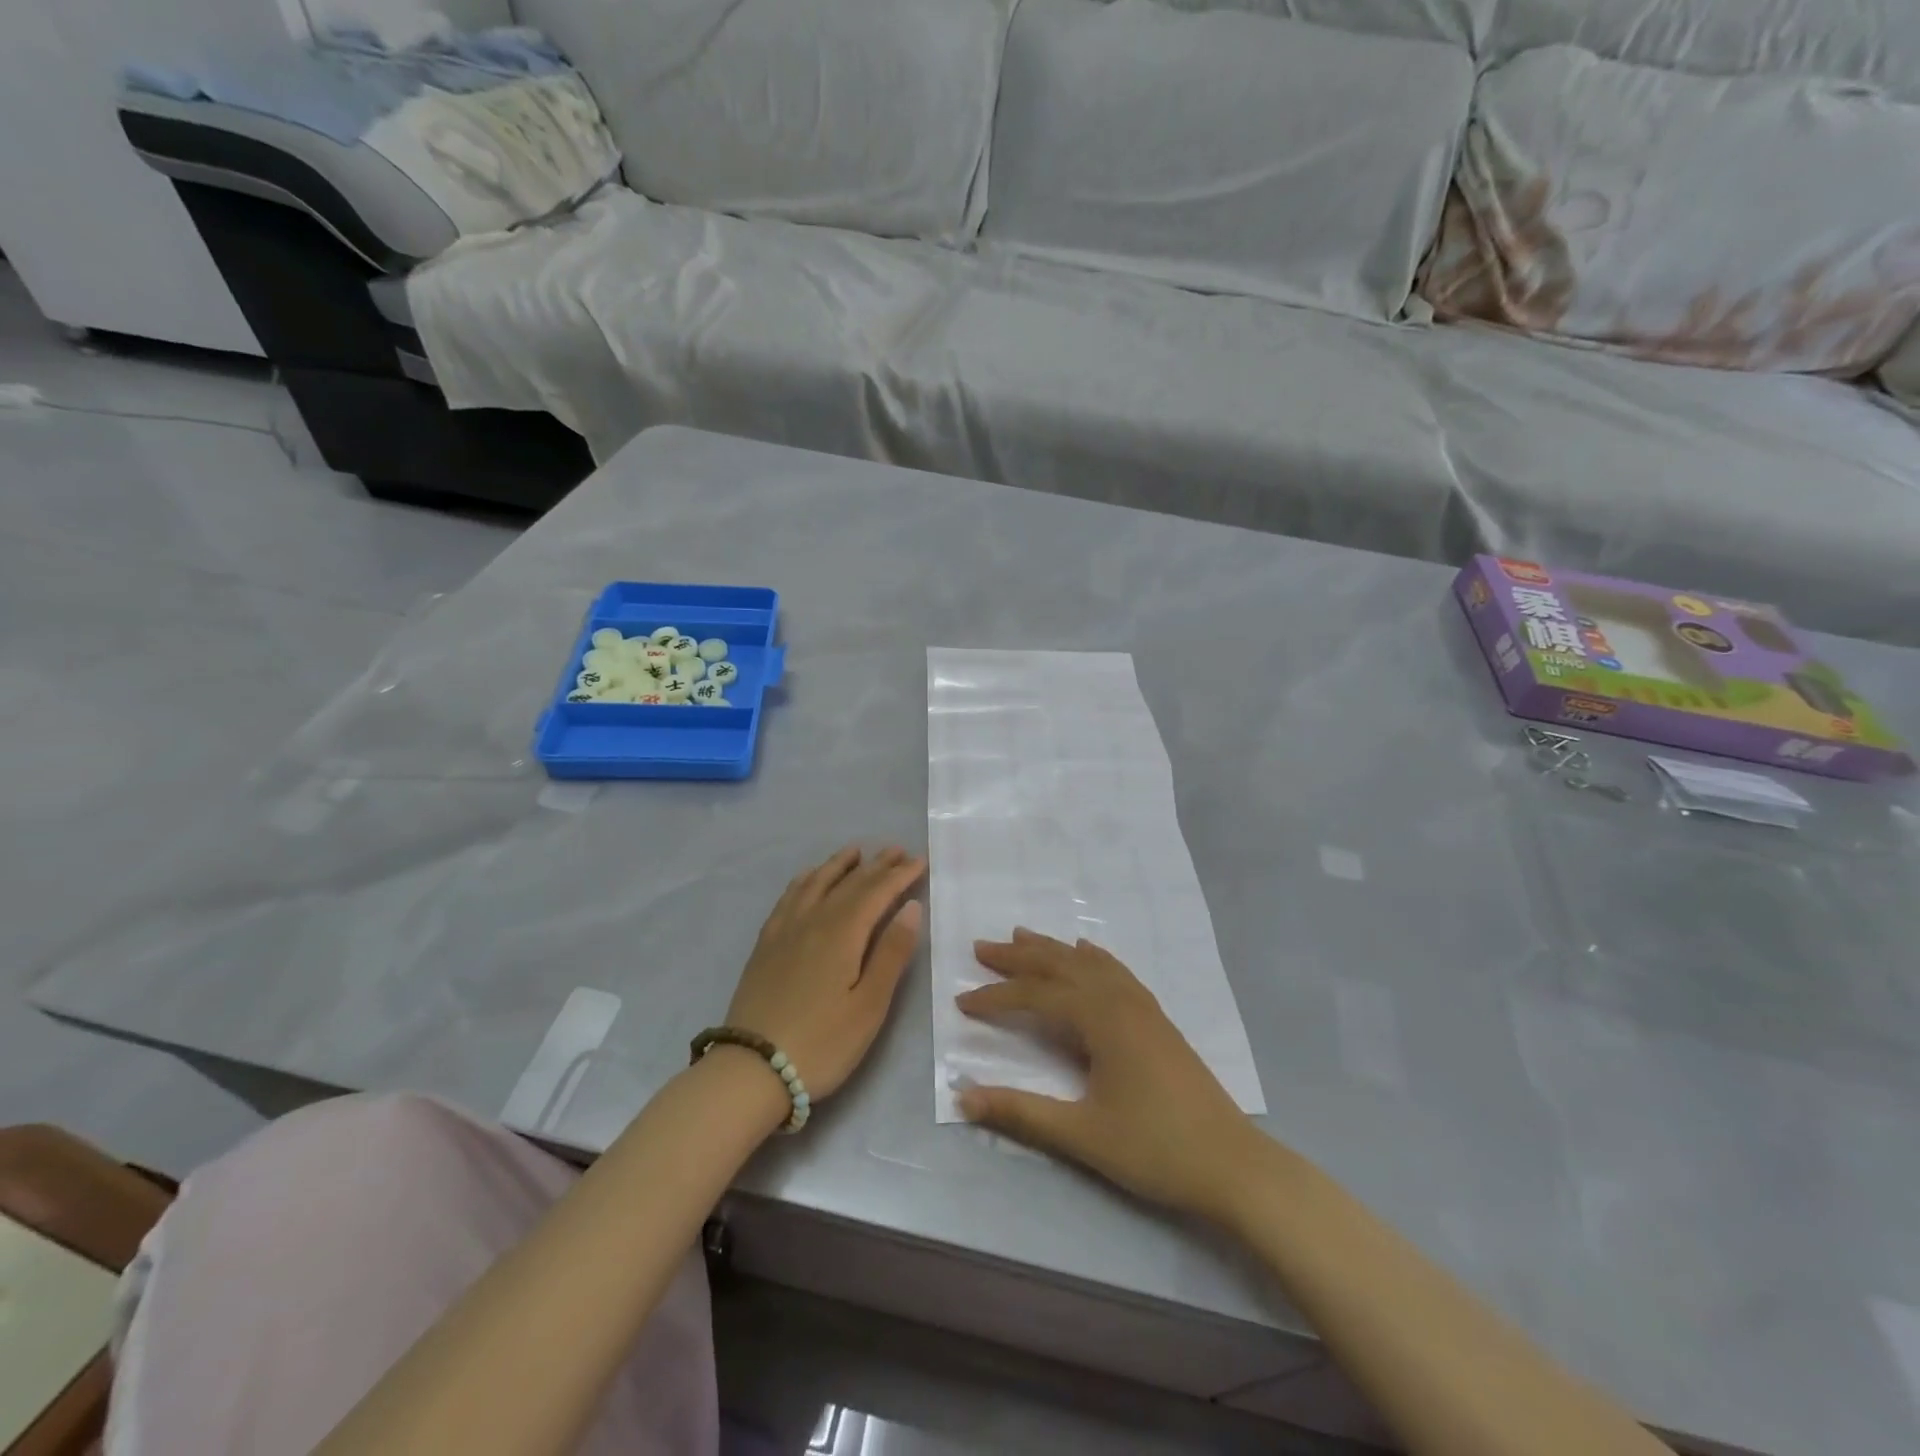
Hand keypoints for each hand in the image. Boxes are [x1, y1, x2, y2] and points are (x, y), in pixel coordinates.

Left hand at [725, 845, 926, 1101]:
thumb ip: (891, 953)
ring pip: (816, 883)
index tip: (920, 860)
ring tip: (856, 852)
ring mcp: (785, 930)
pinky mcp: (766, 944)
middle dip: (877, 865)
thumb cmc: (822, 1043)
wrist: (752, 1070)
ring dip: (839, 865)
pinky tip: (809, 879)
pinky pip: (789, 897)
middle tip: (898, 850)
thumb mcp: (869, 1005)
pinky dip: (805, 880)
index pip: (877, 892)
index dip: (900, 875)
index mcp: (842, 933)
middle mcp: (813, 920)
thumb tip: (911, 907)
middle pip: (849, 883)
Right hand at [955, 929, 1261, 1221]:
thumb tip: (962, 1094)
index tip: (961, 1001)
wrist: (1232, 1165)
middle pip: (1060, 966)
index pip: (1036, 996)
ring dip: (1052, 950)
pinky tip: (1087, 953)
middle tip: (981, 947)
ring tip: (1021, 936)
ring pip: (1088, 964)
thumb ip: (1021, 1112)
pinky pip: (1117, 972)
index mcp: (1101, 1019)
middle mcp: (1120, 1000)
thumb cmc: (1156, 1149)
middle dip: (1018, 957)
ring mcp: (1143, 1006)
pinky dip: (1093, 958)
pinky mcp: (1157, 1019)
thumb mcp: (1082, 1135)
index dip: (996, 997)